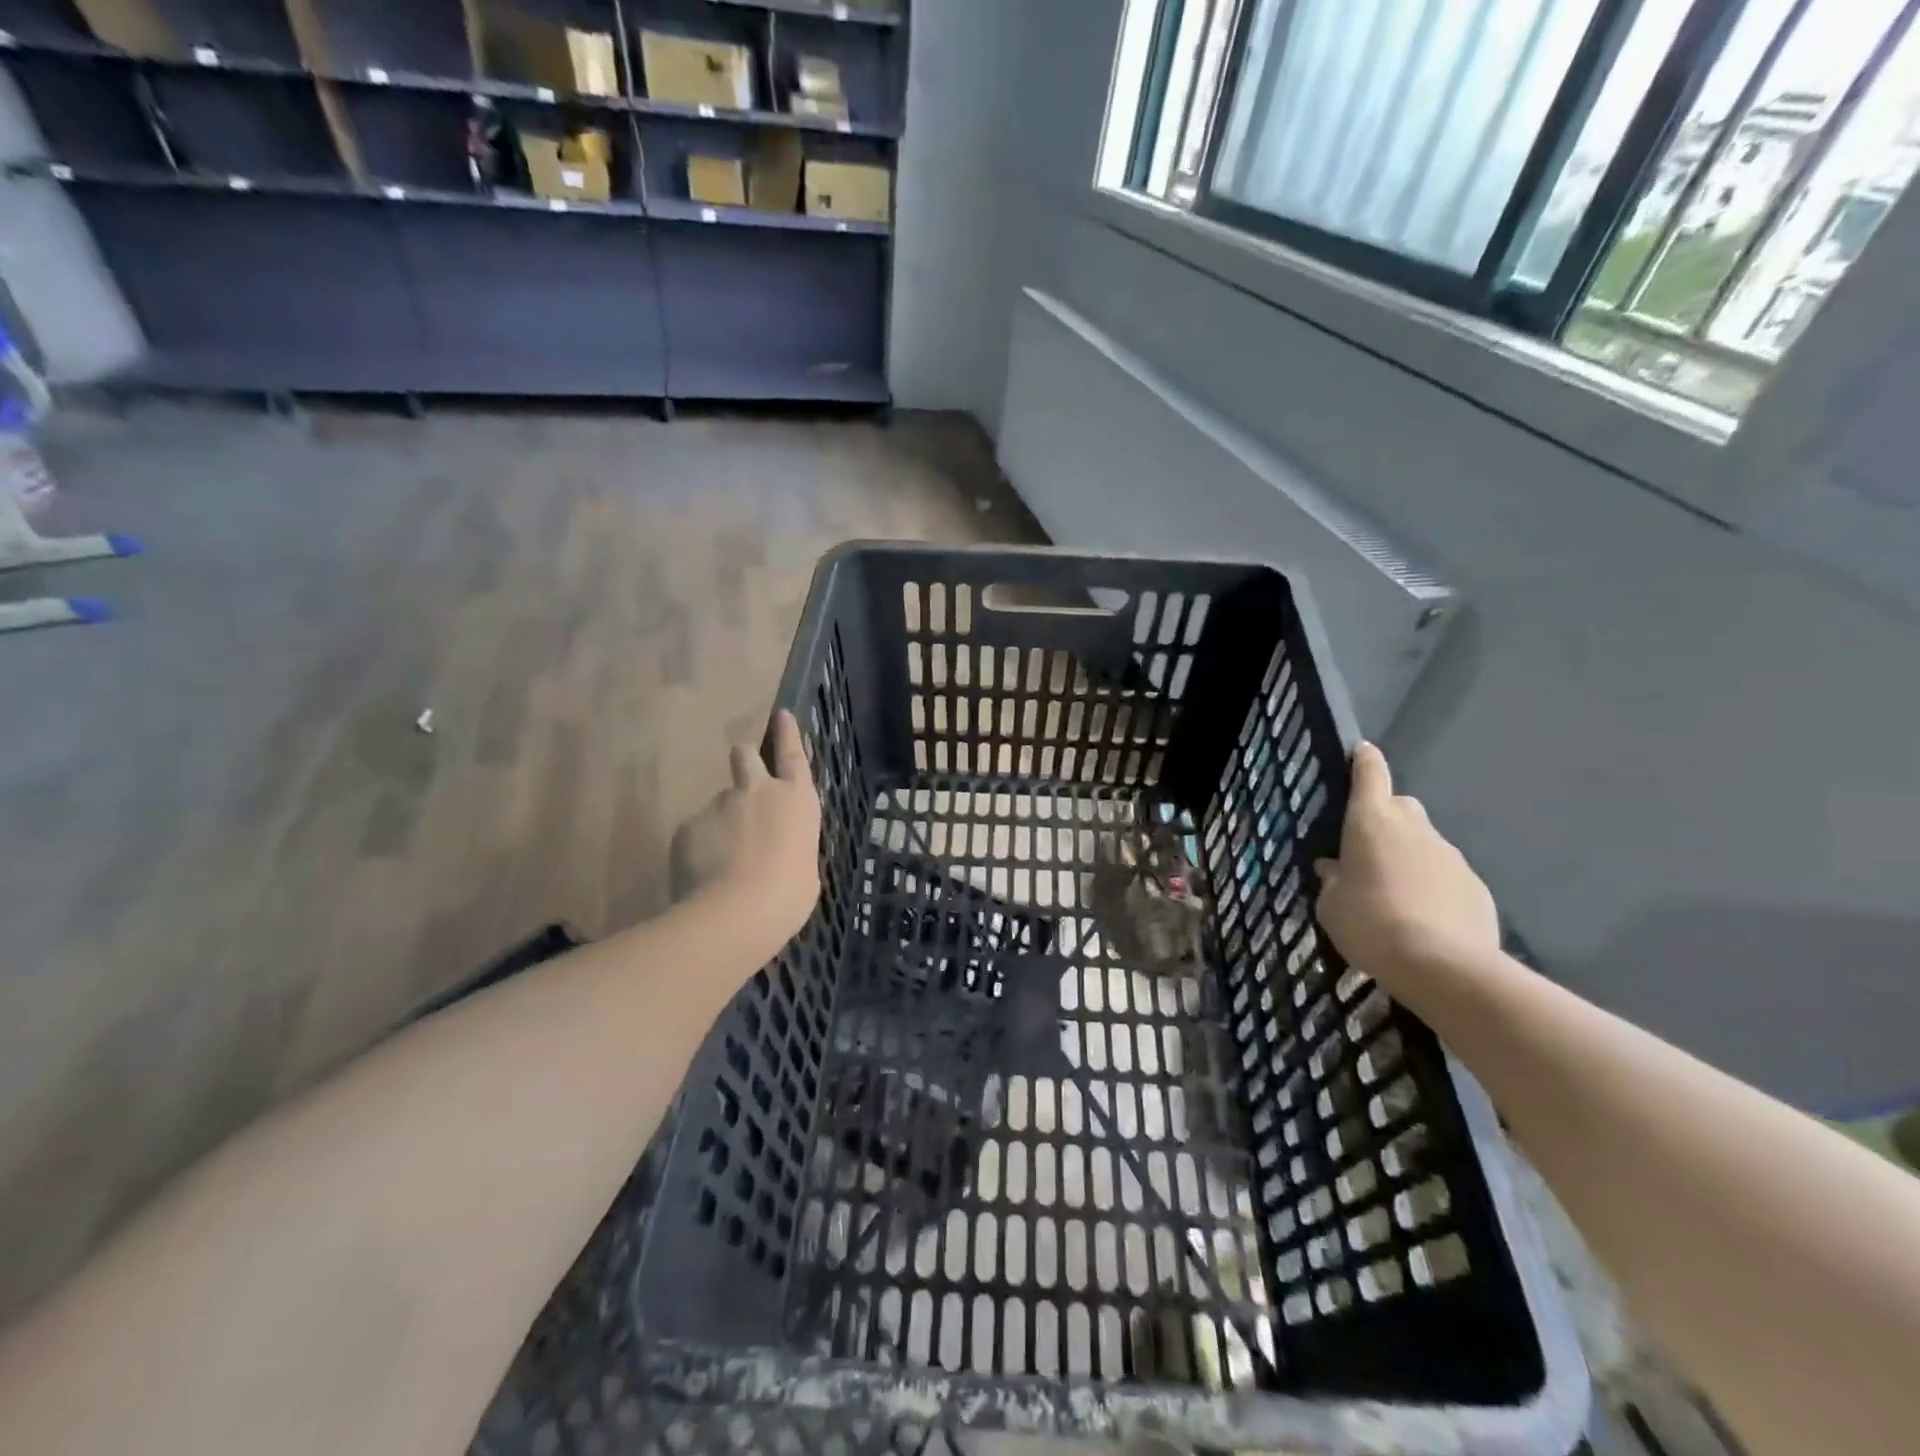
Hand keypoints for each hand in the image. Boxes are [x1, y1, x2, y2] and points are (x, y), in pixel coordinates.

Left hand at [670, 710, 821, 941]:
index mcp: (796, 799)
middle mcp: (758, 791)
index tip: (781, 714)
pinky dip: (700, 848)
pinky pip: (696, 832)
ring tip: (723, 864)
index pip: (792, 754)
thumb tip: (777, 848)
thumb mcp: (805, 867)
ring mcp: (719, 804)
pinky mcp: (687, 825)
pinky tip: (703, 876)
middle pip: (745, 756)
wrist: (736, 913)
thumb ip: (790, 845)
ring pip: (719, 804)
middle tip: (744, 786)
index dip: (787, 733)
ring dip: (722, 823)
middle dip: (744, 761)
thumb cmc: (789, 894)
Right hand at [1315, 743, 1499, 981]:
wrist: (1443, 967)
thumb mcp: (1331, 906)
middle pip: (1401, 807)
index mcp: (1371, 821)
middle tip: (1367, 850)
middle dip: (1385, 820)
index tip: (1362, 752)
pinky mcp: (1477, 887)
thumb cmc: (1370, 924)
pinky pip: (1447, 877)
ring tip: (1395, 896)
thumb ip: (1332, 881)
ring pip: (1425, 844)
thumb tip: (1334, 868)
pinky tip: (1424, 919)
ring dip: (1409, 859)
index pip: (1370, 775)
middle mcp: (1414, 828)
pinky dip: (1434, 888)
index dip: (1364, 761)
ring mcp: (1451, 856)